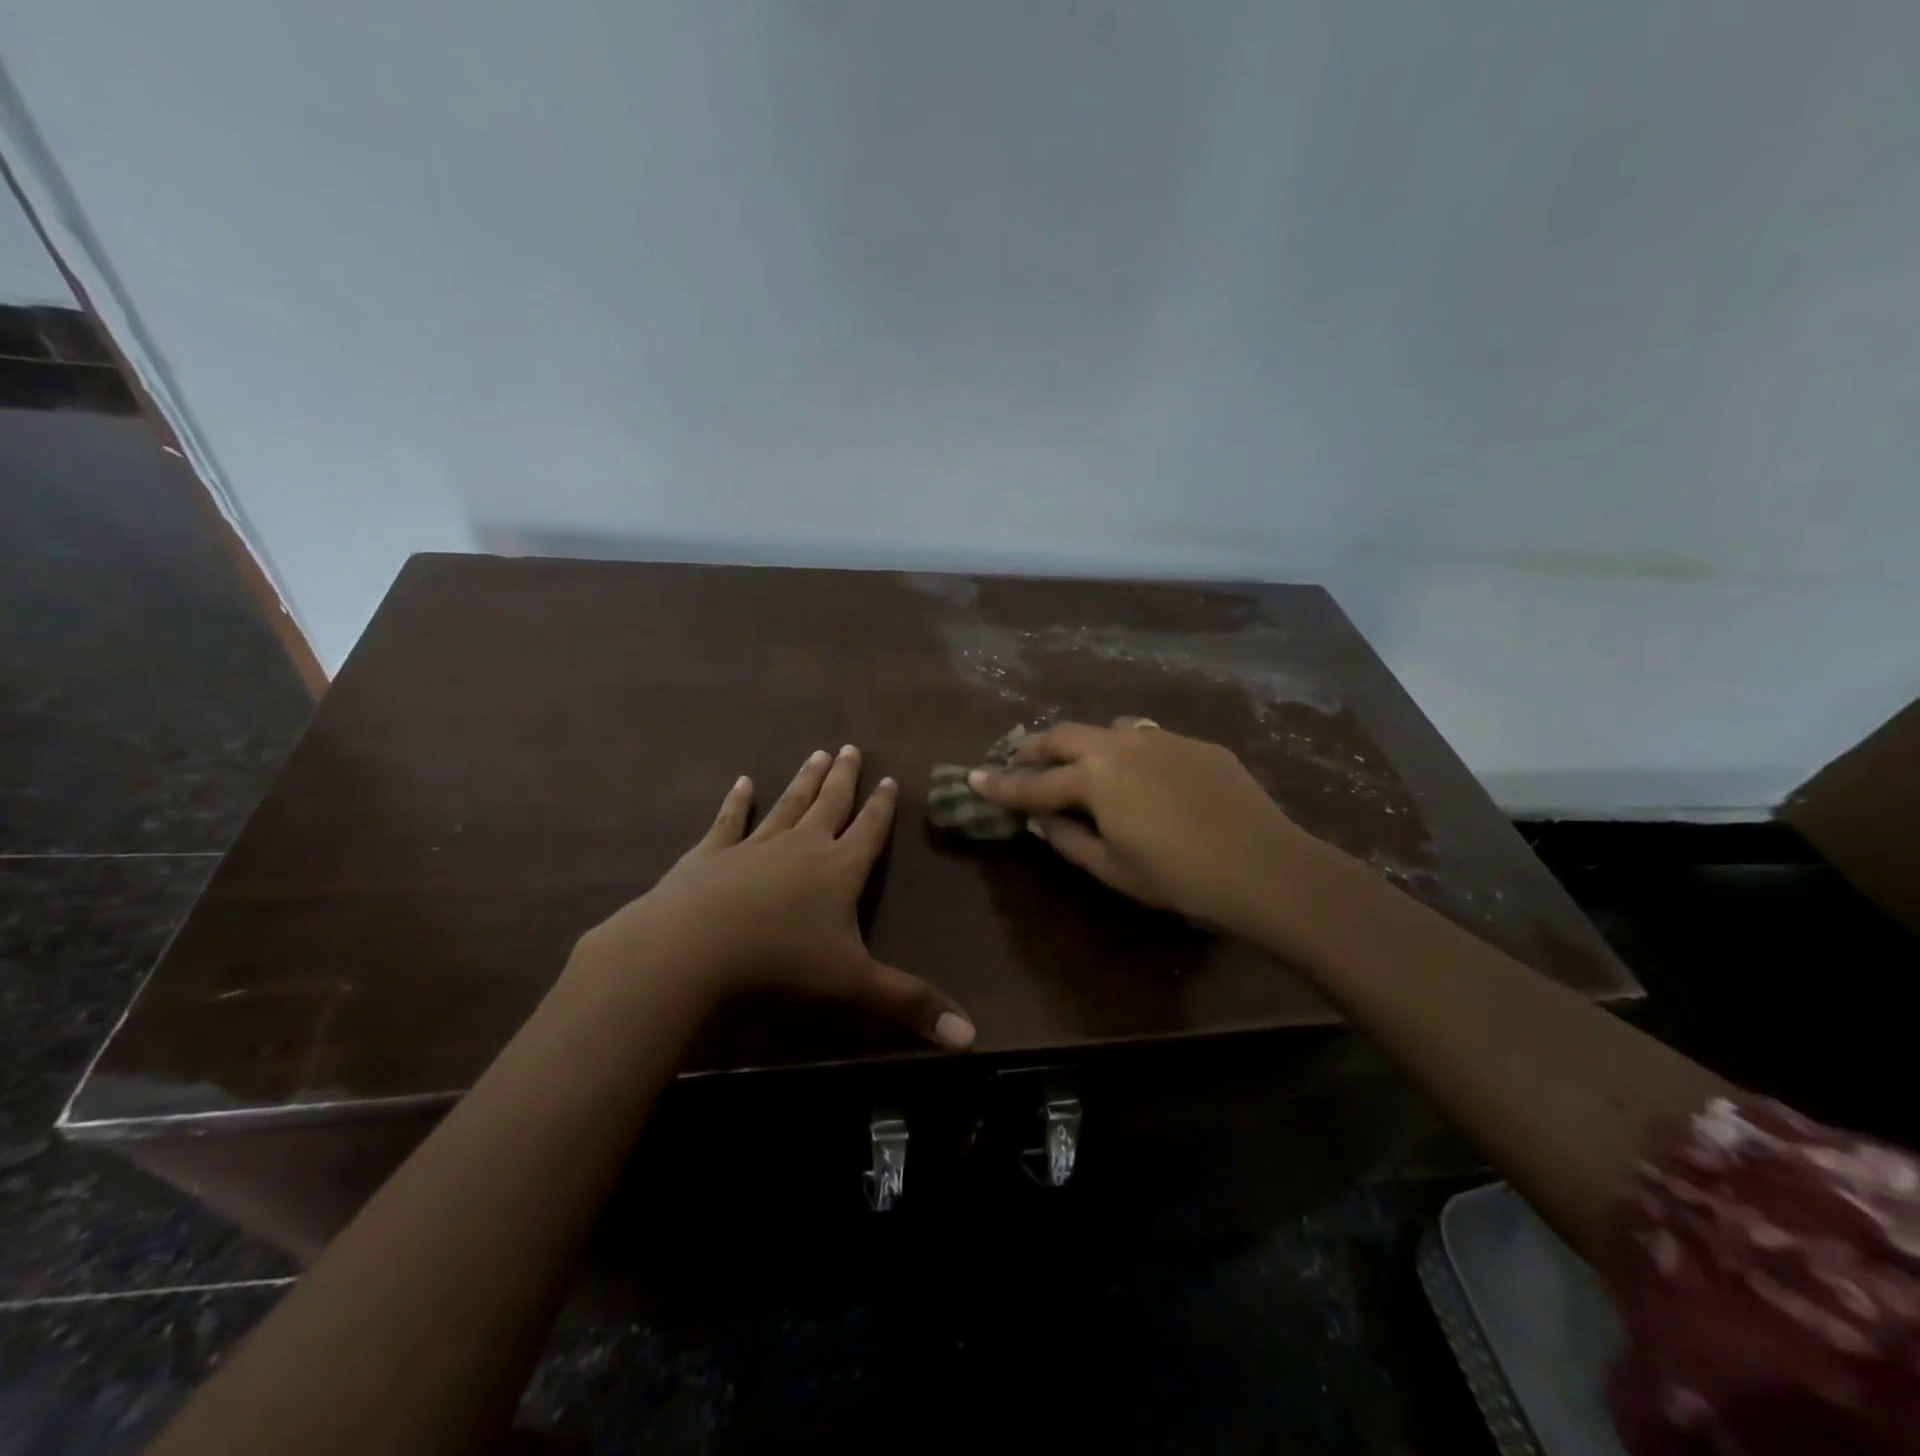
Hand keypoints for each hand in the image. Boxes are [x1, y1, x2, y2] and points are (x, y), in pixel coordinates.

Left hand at [568, 746, 975, 1048]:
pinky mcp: (712, 854)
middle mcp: (802, 846)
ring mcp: (754, 845)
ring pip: (788, 804)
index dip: (882, 806)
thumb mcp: (853, 983)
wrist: (694, 947)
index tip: (888, 777)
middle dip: (844, 778)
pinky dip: (736, 801)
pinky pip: (729, 821)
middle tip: (850, 748)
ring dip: (804, 780)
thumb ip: (910, 1003)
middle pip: (830, 804)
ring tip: (817, 753)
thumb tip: (972, 1036)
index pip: (869, 830)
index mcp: (839, 869)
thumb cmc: (781, 962)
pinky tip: (742, 782)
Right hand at [969, 718, 1323, 937]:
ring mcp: (1162, 738)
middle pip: (1063, 737)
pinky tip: (1140, 775)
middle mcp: (1121, 744)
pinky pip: (1147, 737)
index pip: (1034, 783)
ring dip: (1082, 744)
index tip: (972, 778)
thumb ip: (1068, 839)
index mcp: (1095, 778)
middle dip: (1034, 749)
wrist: (1265, 867)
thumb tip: (1041, 819)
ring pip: (1107, 728)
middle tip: (1017, 761)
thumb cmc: (1179, 878)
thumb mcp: (1113, 869)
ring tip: (1079, 764)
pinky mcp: (1195, 744)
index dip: (1000, 785)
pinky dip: (1126, 750)